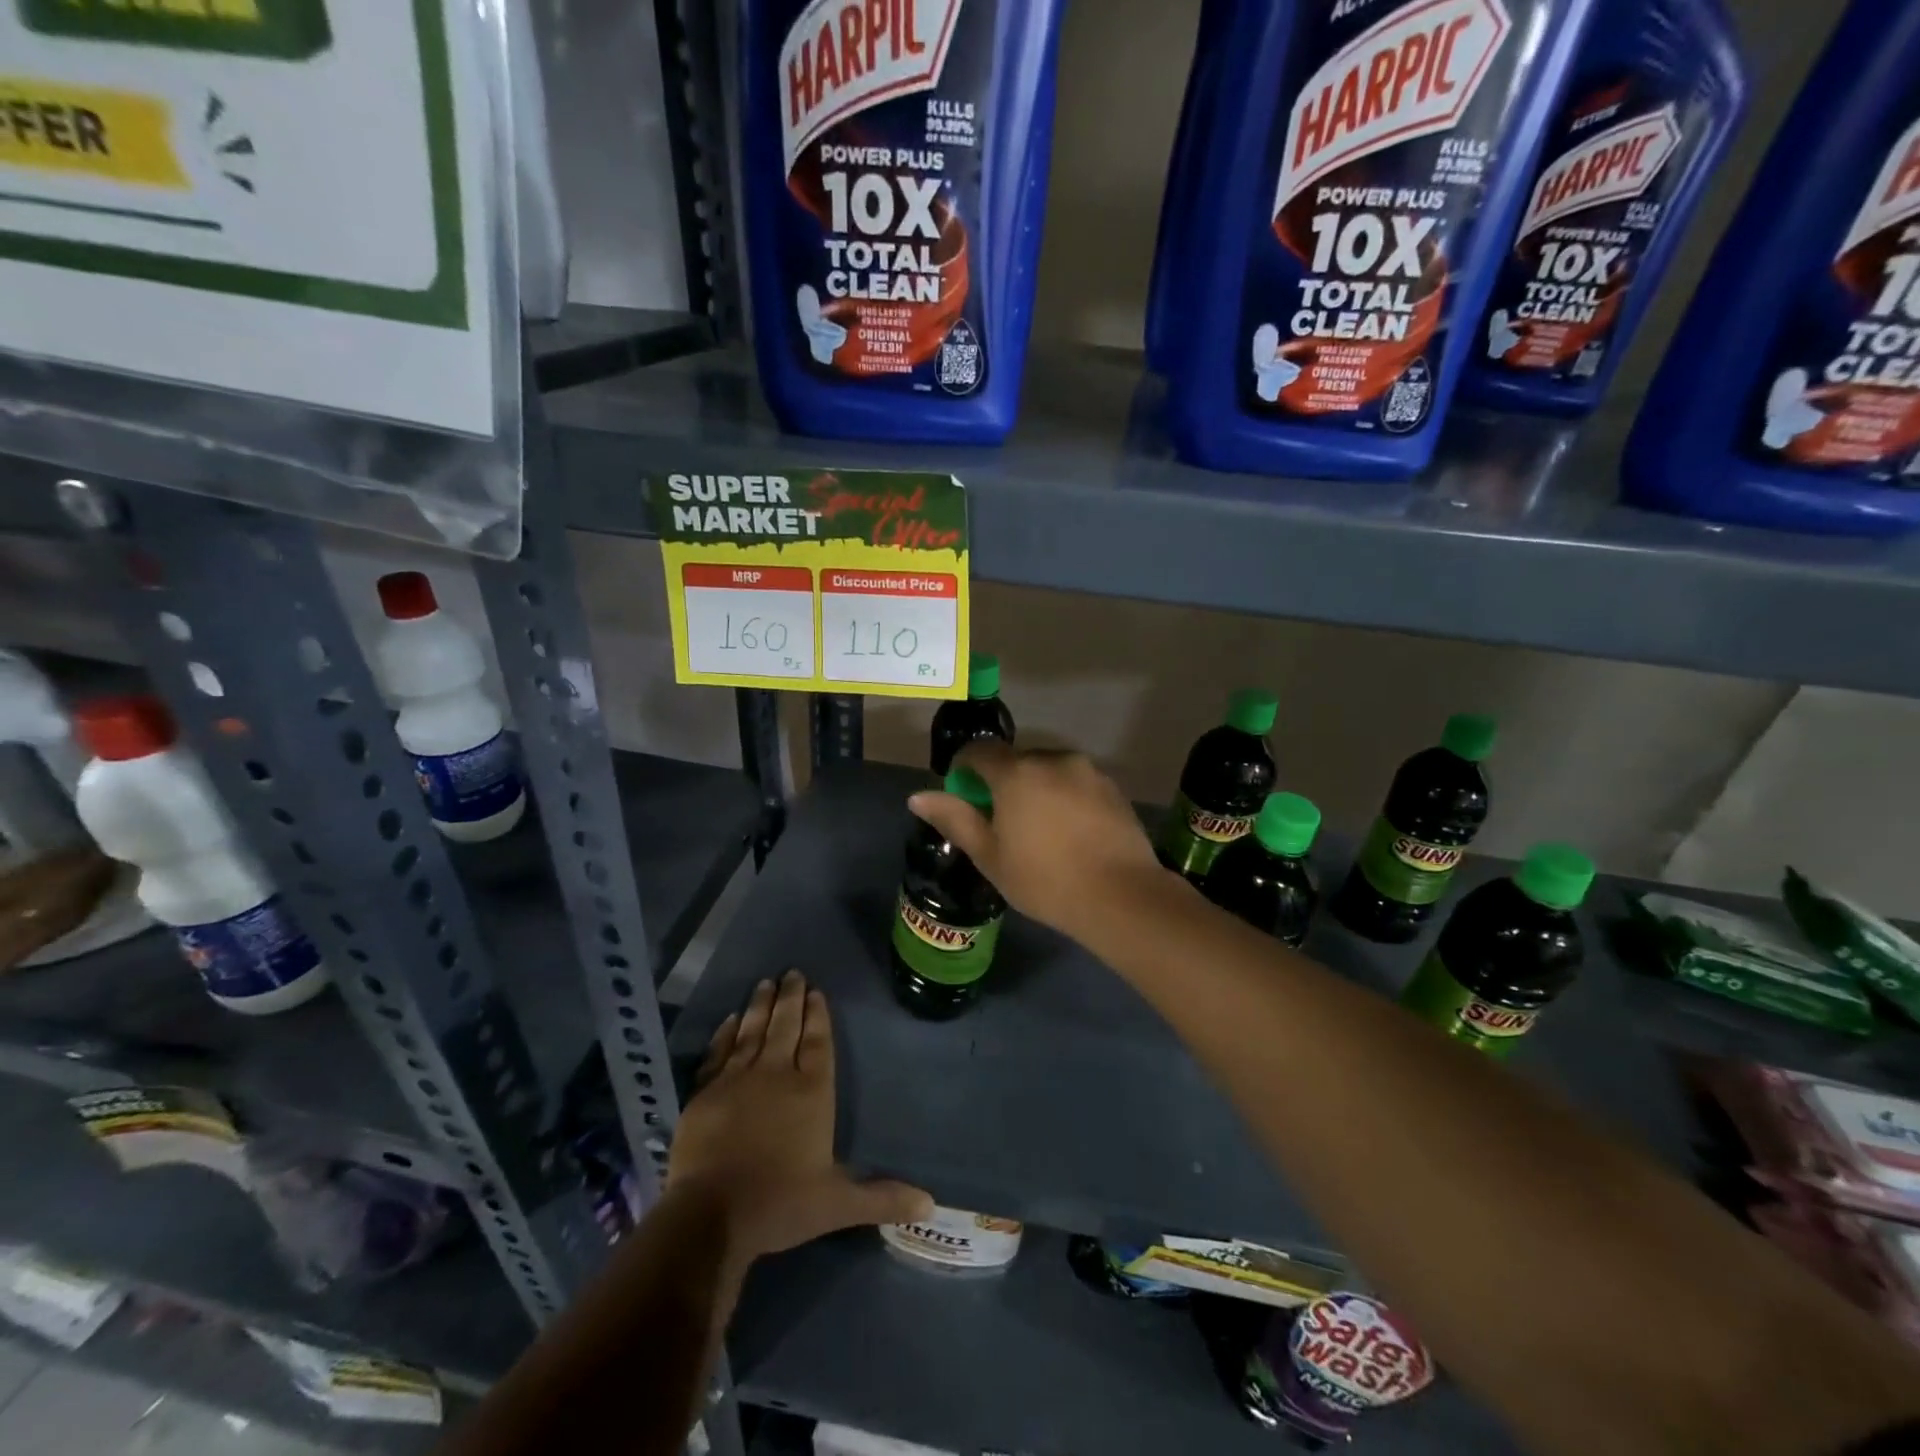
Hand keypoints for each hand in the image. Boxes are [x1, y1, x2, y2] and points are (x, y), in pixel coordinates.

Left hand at [667, 972, 930, 1263]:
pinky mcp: (705, 1093)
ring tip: (766, 983)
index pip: (818, 1043)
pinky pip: (719, 1053)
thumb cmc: (780, 1203)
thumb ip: (882, 1198)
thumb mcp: (837, 1204)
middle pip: (786, 1027)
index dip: (818, 1016)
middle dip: (791, 998)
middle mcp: (776, 1075)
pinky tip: (731, 1019)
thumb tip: (930, 1205)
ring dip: (761, 1006)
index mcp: (811, 1092)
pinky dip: (725, 1034)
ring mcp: (738, 1080)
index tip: (816, 991)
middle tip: (792, 973)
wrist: (711, 1215)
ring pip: (753, 1032)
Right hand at [908, 741, 1173, 945]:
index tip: (964, 797)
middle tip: (1003, 823)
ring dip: (1036, 788)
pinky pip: (1075, 782)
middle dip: (1002, 782)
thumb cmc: (1045, 879)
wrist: (1121, 896)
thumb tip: (918, 796)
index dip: (964, 769)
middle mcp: (1052, 759)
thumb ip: (954, 820)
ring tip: (1041, 830)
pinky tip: (1071, 833)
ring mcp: (1087, 770)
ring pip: (1048, 770)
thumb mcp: (990, 856)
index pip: (979, 751)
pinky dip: (1064, 797)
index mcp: (1016, 772)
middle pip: (1016, 760)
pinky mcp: (1112, 786)